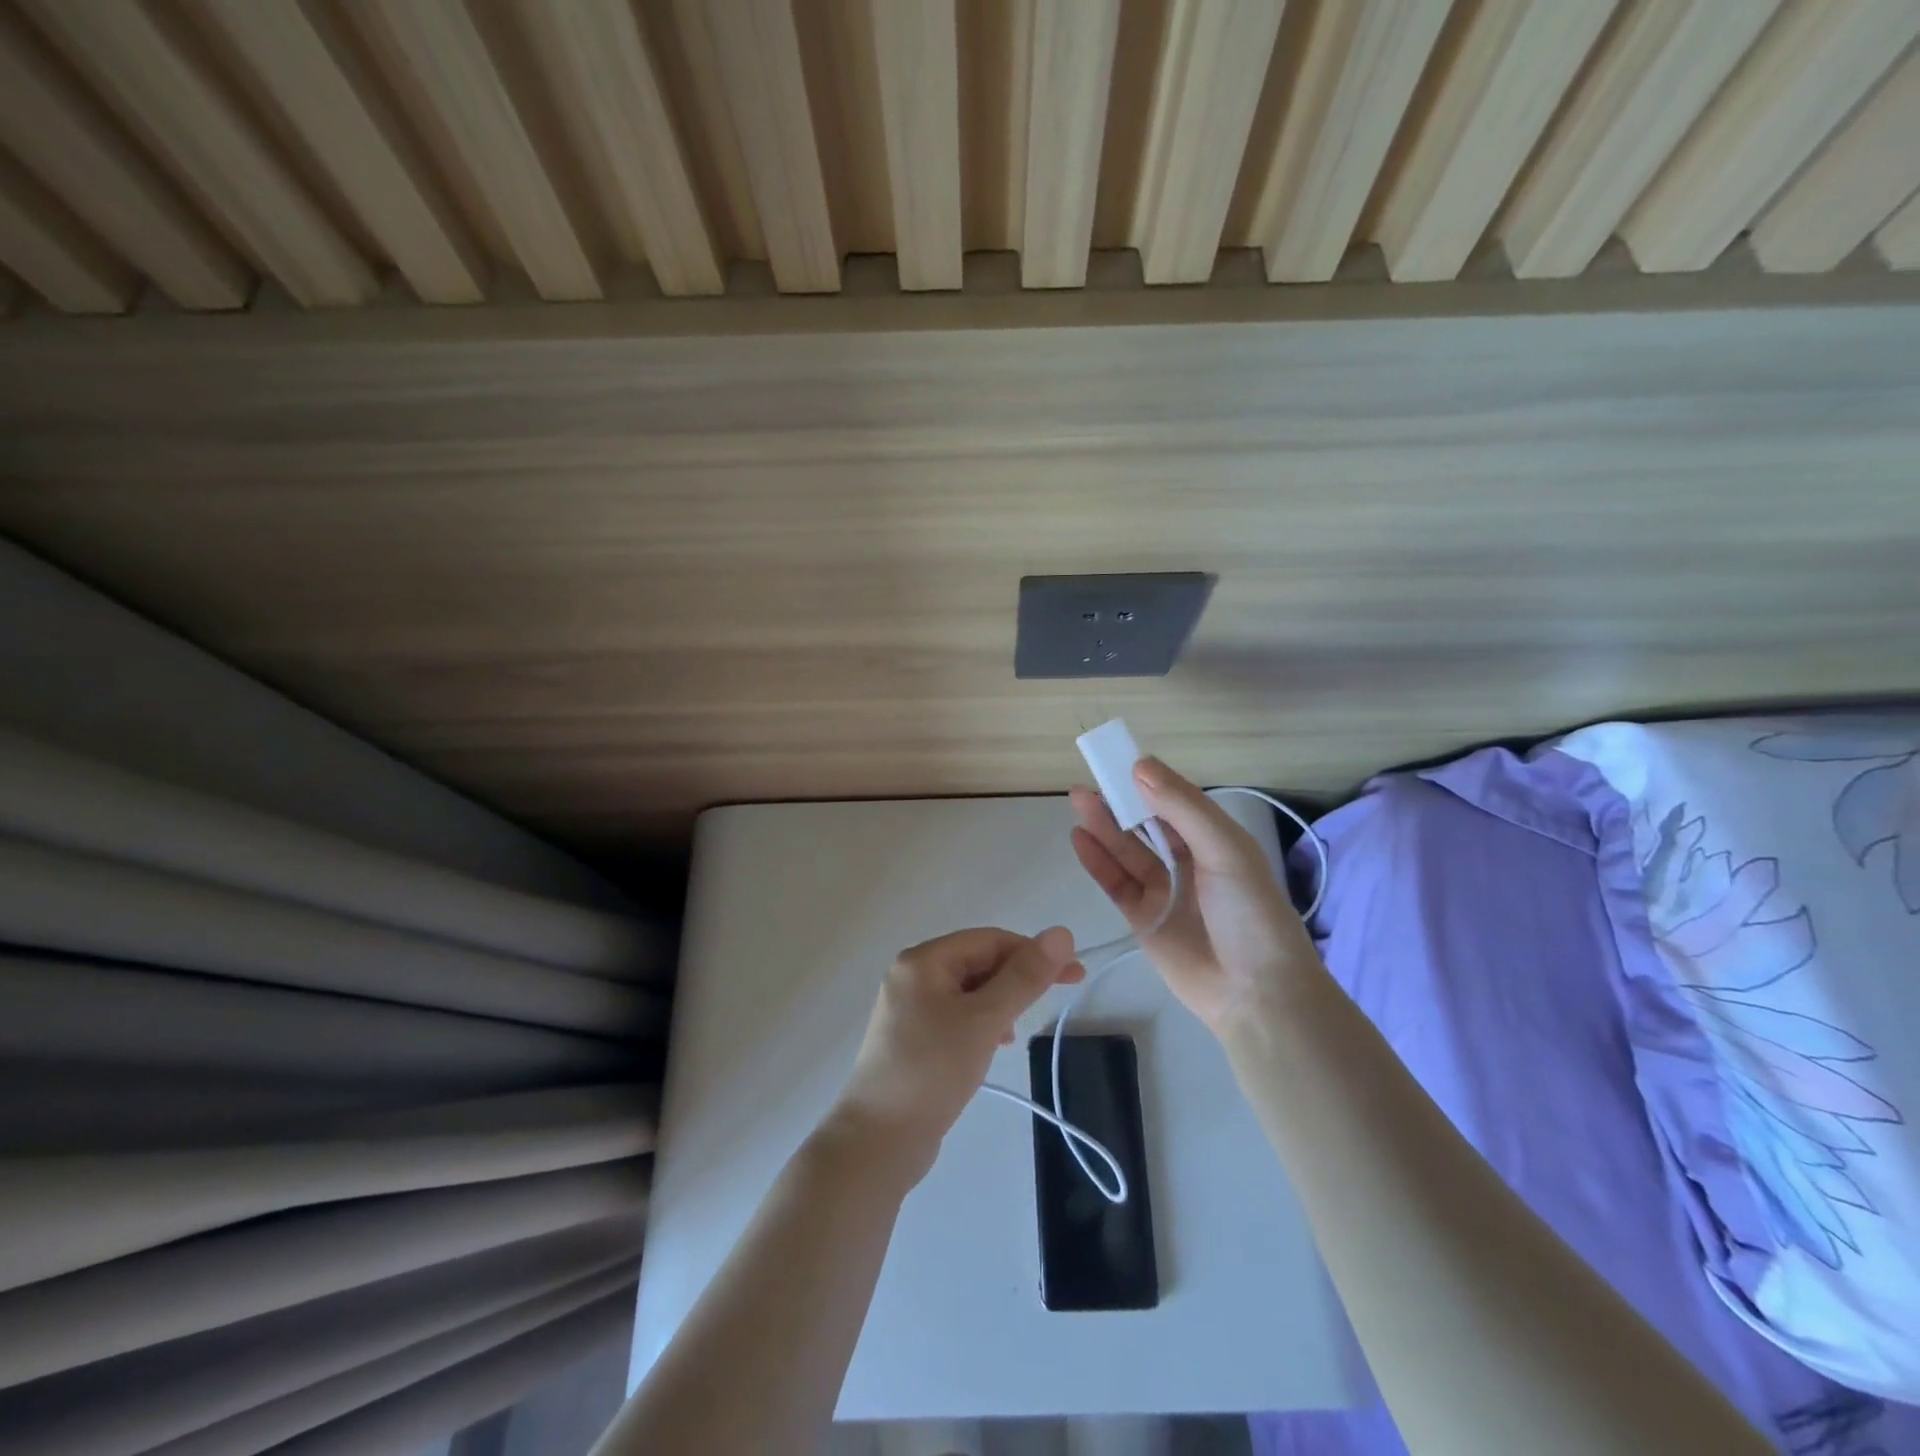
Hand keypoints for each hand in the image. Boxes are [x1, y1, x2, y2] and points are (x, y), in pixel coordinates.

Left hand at [826, 927, 1083, 1186]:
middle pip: (977, 962)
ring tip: (1017, 1032)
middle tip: (1058, 997)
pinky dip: (981, 1024)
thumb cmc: (932, 1070)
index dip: (1032, 952)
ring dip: (1000, 1002)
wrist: (878, 1141)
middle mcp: (912, 976)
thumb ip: (1024, 977)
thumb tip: (1061, 933)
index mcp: (923, 961)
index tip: (1073, 974)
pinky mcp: (912, 1040)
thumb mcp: (984, 1020)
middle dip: (1016, 978)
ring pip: (968, 992)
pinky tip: (994, 1046)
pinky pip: (956, 1017)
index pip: (988, 940)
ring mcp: (909, 1009)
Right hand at [1070, 758, 1324, 1035]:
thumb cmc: (1250, 913)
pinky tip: (1080, 839)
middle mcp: (1187, 860)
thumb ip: (1183, 807)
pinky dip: (1097, 861)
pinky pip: (1115, 882)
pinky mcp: (1142, 918)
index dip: (1147, 782)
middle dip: (1118, 802)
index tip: (1118, 762)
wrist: (1256, 993)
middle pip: (1145, 824)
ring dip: (1103, 826)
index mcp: (1214, 840)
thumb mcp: (1225, 850)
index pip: (1174, 801)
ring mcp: (1163, 890)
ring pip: (1126, 851)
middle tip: (1087, 783)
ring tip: (1078, 802)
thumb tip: (1140, 766)